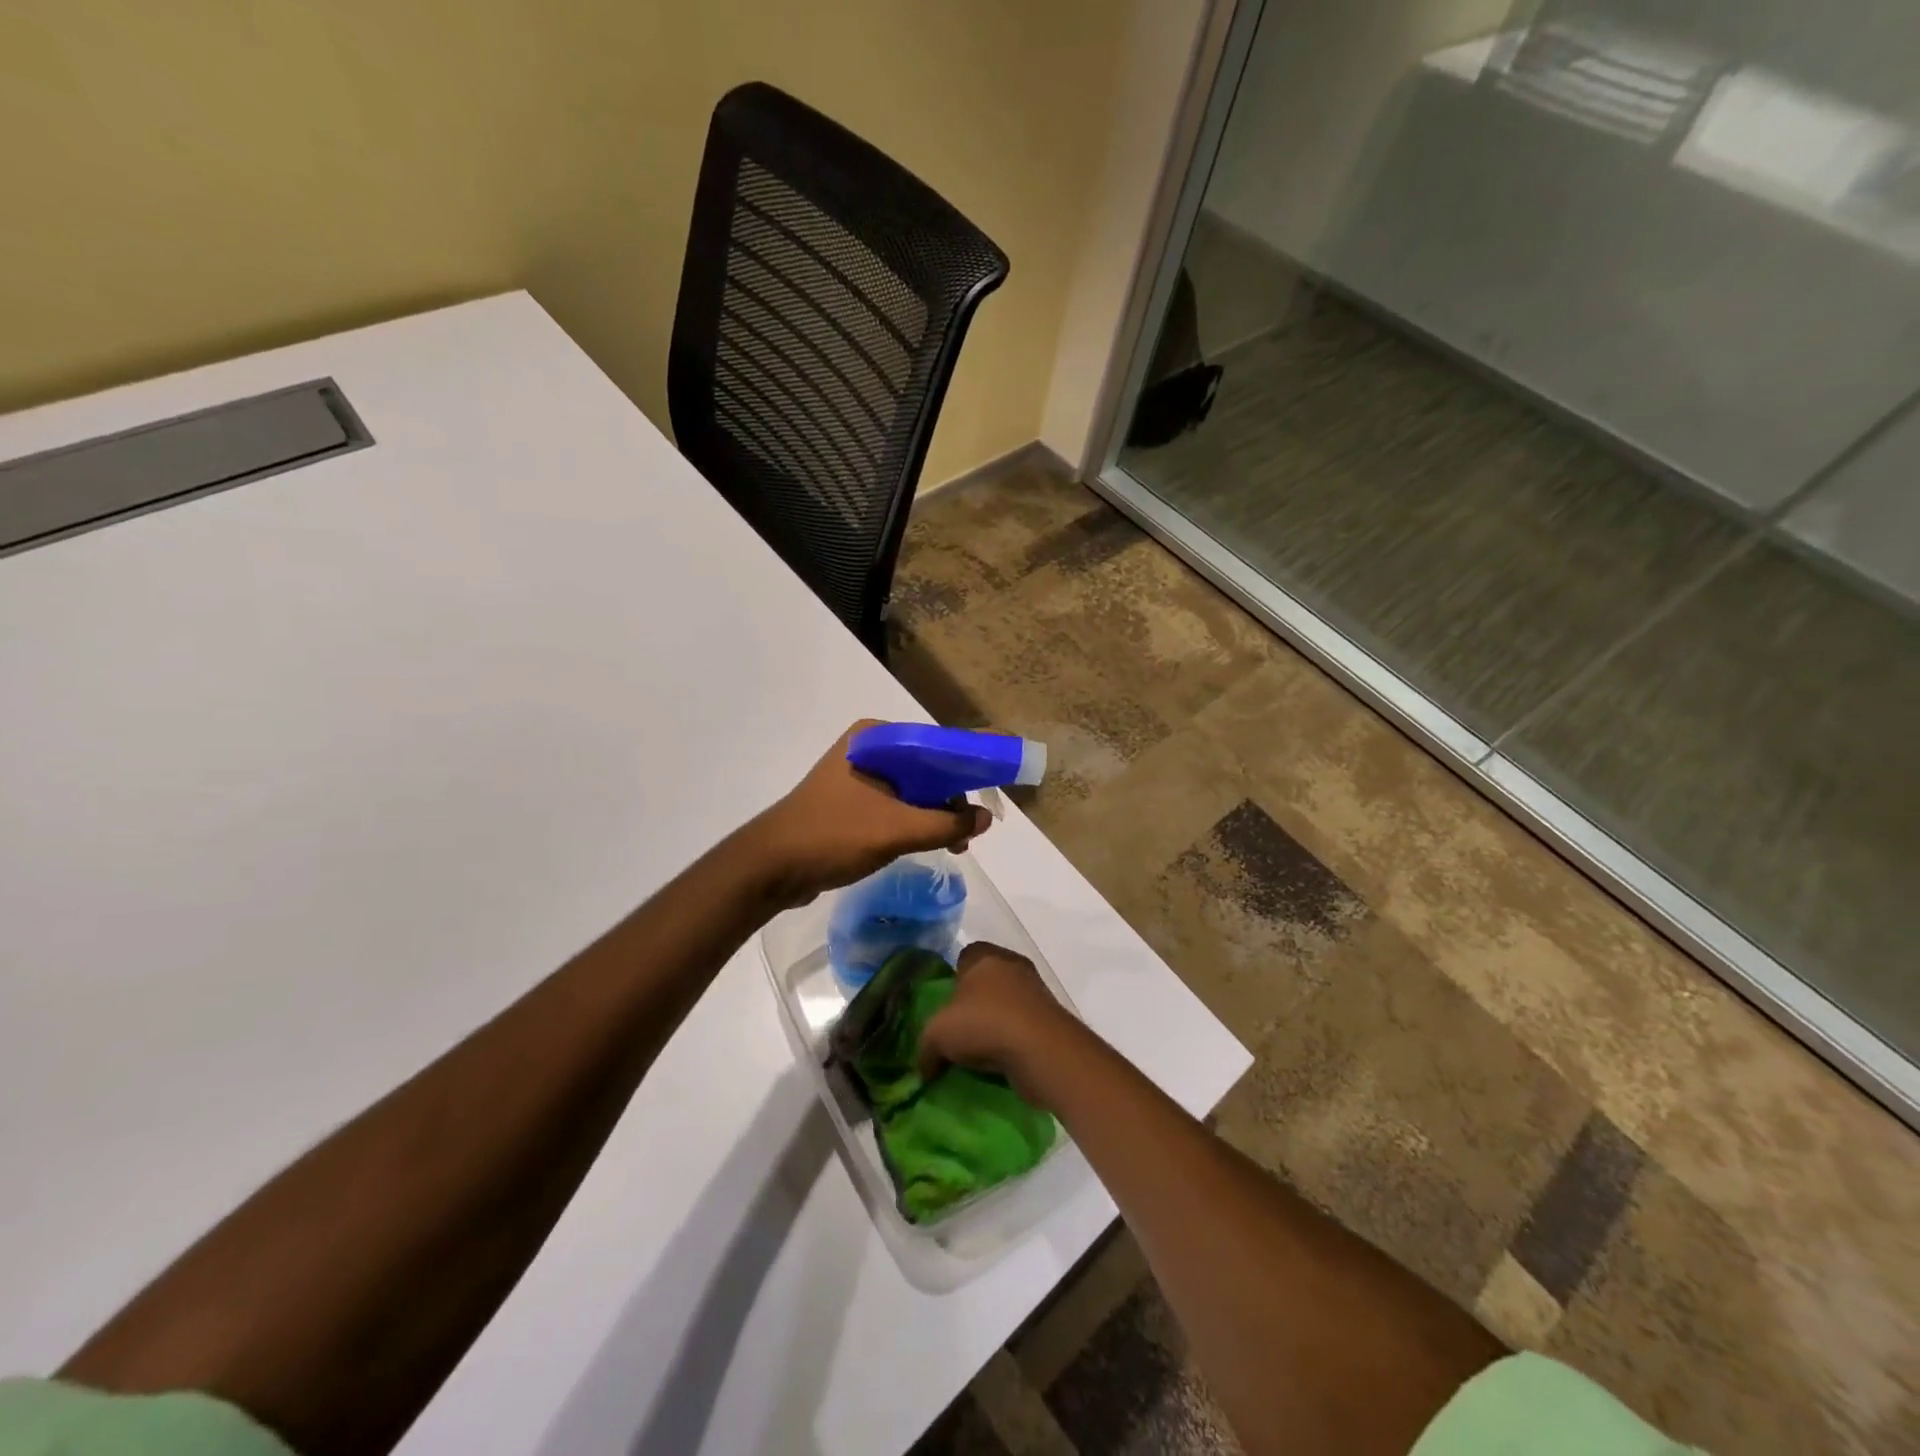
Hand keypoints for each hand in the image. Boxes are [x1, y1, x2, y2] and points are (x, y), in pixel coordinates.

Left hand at [746, 720, 992, 905]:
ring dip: (938, 813)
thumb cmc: (832, 836)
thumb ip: (946, 824)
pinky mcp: (853, 802)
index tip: (1004, 772)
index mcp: (877, 738)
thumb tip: (986, 818)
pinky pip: (898, 805)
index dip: (973, 757)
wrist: (770, 868)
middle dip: (956, 794)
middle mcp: (870, 749)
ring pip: (914, 788)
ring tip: (959, 843)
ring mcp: (859, 776)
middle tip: (977, 825)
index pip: (938, 741)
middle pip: (929, 765)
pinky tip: (934, 842)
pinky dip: (918, 820)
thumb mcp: (895, 829)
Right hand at [917, 942, 1079, 1104]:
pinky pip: (1024, 1026)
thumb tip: (925, 1067)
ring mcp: (1036, 991)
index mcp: (985, 956)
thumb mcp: (937, 1035)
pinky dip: (1013, 1041)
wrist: (1042, 1050)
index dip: (953, 978)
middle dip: (974, 1003)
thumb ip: (925, 1048)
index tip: (944, 1005)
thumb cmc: (984, 1024)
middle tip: (959, 1031)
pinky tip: (1000, 1062)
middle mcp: (1013, 966)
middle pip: (987, 980)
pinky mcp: (1051, 1018)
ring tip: (979, 1053)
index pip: (965, 956)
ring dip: (996, 1024)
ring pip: (1008, 1004)